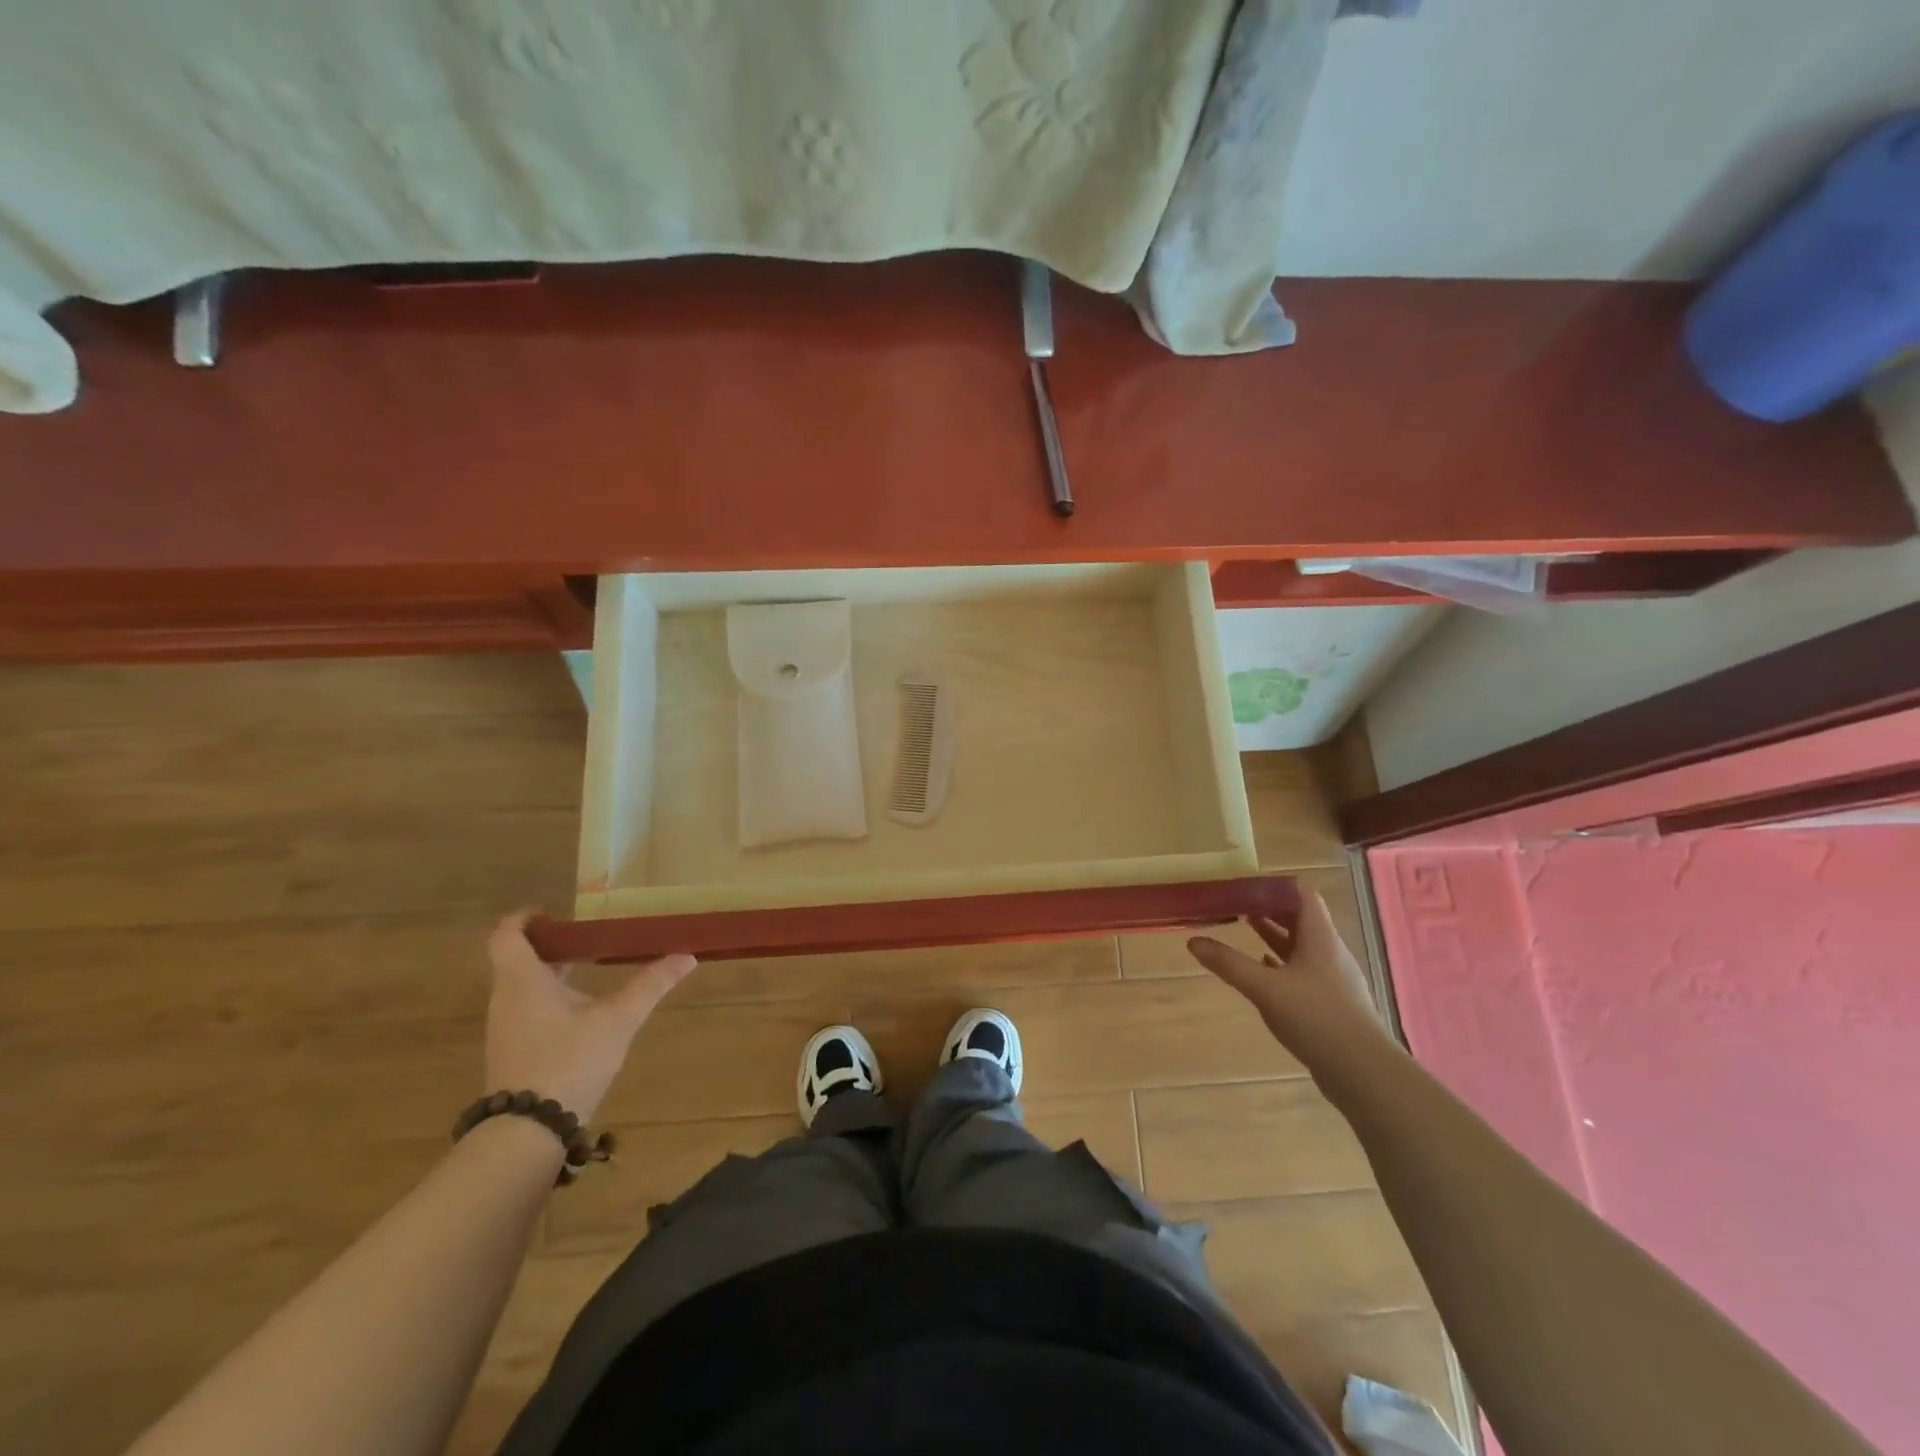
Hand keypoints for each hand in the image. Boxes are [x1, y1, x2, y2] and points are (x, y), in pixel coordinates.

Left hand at [484, 911, 696, 1120]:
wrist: (527, 1133)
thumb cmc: (568, 1061)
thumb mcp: (618, 1019)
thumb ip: (651, 985)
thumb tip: (687, 956)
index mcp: (523, 980)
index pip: (507, 935)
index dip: (525, 918)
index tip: (555, 913)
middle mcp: (506, 999)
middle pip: (517, 958)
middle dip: (551, 944)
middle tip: (589, 937)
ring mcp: (506, 1028)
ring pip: (523, 985)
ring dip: (552, 971)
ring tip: (591, 968)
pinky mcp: (513, 1052)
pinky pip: (527, 1009)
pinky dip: (550, 997)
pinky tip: (583, 1010)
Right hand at [1187, 892, 1388, 1072]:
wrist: (1363, 1072)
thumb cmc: (1316, 1018)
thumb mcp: (1264, 988)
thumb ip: (1229, 963)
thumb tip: (1193, 941)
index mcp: (1320, 938)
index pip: (1302, 895)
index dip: (1274, 886)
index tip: (1244, 885)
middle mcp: (1329, 952)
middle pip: (1300, 918)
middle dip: (1269, 909)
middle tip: (1237, 904)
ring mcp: (1333, 978)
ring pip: (1301, 946)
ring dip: (1275, 935)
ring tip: (1244, 929)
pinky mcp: (1331, 1003)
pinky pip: (1303, 971)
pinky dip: (1281, 964)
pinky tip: (1263, 971)